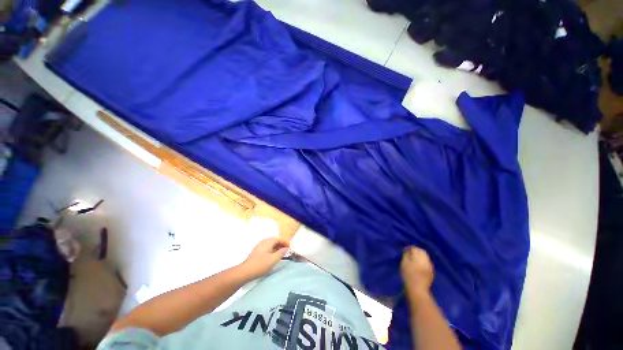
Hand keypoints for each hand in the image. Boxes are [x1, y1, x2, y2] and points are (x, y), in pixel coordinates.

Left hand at [239, 237, 289, 278]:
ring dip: (277, 247)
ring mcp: (259, 246)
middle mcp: (263, 241)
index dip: (285, 242)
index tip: (290, 247)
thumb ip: (281, 252)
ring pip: (271, 244)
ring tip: (281, 253)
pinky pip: (267, 247)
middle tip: (287, 250)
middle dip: (281, 244)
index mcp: (268, 242)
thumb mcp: (273, 259)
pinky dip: (272, 249)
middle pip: (275, 240)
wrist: (245, 272)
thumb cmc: (260, 265)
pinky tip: (273, 256)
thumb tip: (286, 248)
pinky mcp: (257, 251)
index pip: (279, 238)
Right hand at [400, 246, 433, 294]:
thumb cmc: (408, 275)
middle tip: (410, 253)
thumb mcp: (404, 263)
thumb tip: (407, 251)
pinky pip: (428, 263)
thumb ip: (406, 255)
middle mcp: (426, 260)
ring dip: (421, 256)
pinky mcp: (431, 272)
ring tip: (414, 258)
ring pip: (426, 257)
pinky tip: (419, 265)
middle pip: (422, 251)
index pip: (415, 248)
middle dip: (416, 250)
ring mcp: (430, 266)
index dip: (409, 248)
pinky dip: (424, 261)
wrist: (417, 289)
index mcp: (418, 257)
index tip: (405, 250)